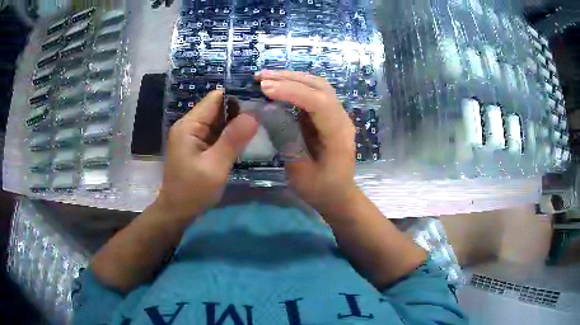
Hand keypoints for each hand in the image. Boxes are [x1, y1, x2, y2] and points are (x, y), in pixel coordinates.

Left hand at [156, 90, 258, 218]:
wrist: (177, 212)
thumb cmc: (193, 191)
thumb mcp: (215, 167)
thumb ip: (233, 140)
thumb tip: (254, 114)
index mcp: (189, 125)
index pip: (215, 98)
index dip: (237, 96)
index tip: (260, 100)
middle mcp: (190, 125)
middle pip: (218, 108)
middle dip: (240, 110)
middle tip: (265, 114)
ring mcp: (193, 136)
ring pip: (219, 121)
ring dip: (236, 123)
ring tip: (261, 123)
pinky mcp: (198, 146)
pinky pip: (217, 133)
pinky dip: (230, 134)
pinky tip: (246, 138)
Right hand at [256, 70, 359, 213]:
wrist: (339, 195)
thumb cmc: (320, 189)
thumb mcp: (299, 171)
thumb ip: (285, 139)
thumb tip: (267, 111)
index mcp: (338, 134)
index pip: (319, 102)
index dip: (292, 91)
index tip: (265, 88)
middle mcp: (342, 118)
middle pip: (319, 87)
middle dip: (289, 79)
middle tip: (260, 77)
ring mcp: (337, 114)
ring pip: (317, 86)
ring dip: (292, 78)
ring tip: (266, 77)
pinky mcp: (329, 115)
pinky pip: (314, 93)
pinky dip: (295, 85)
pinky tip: (278, 85)